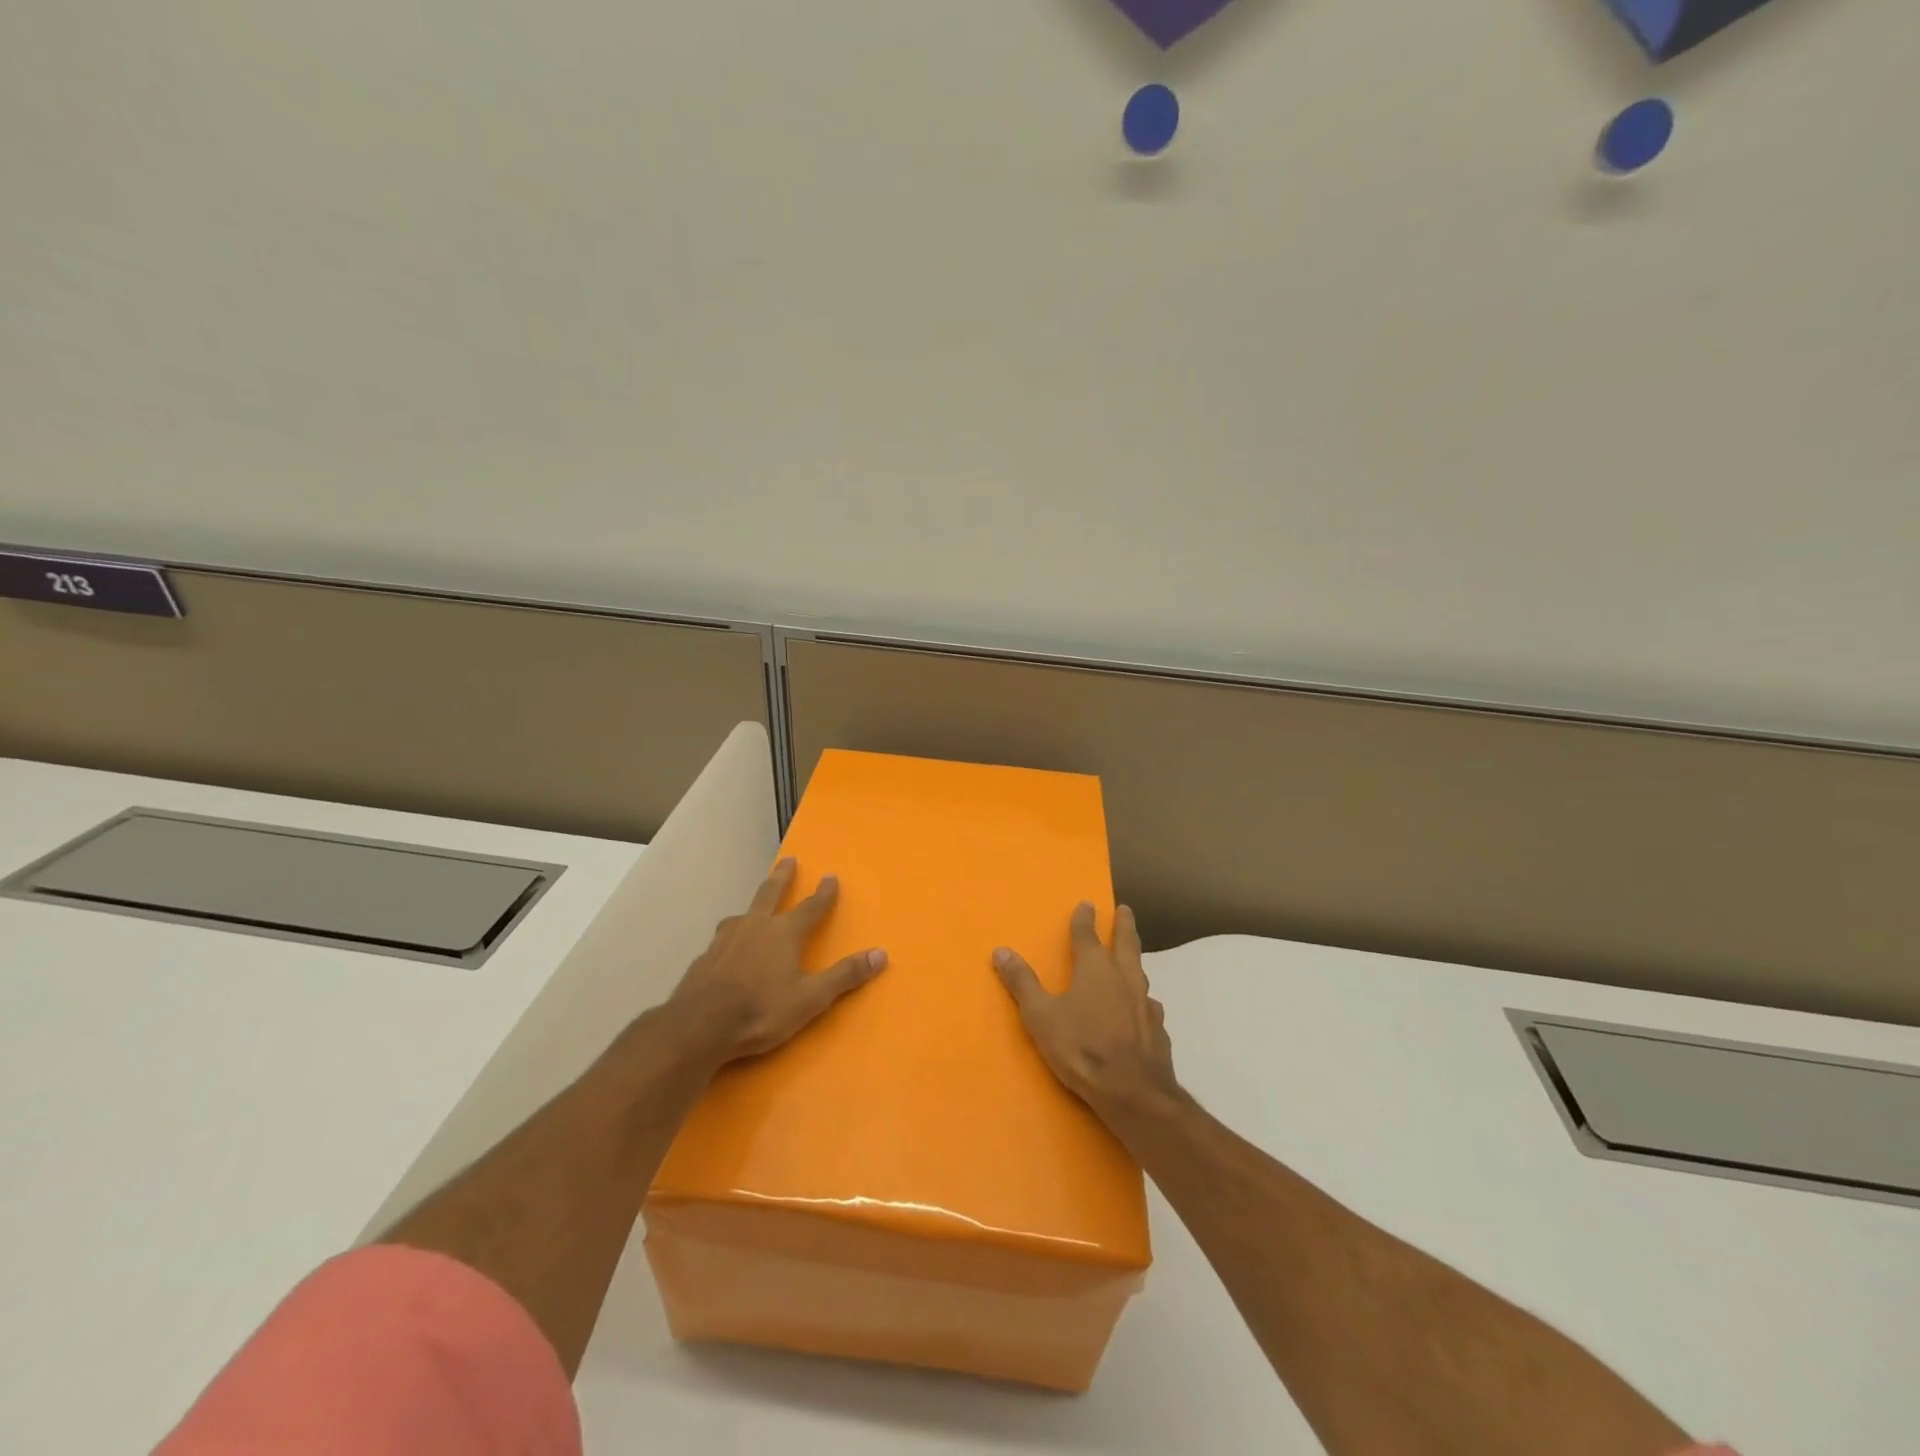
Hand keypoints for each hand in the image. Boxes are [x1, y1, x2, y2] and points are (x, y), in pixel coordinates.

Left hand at [668, 858, 887, 1064]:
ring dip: (752, 907)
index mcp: (784, 933)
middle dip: (782, 877)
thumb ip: (845, 975)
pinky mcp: (704, 958)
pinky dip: (731, 937)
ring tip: (752, 910)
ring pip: (742, 914)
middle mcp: (755, 927)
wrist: (699, 1026)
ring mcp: (725, 940)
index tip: (830, 876)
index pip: (811, 907)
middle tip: (788, 860)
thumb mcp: (811, 998)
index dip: (824, 893)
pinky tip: (727, 950)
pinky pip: (722, 939)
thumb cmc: (761, 1010)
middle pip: (770, 894)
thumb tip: (881, 953)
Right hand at [993, 903, 1179, 1120]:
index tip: (1087, 903)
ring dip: (1135, 960)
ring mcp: (1145, 1003)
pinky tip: (1143, 1008)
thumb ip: (1022, 983)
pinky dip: (1142, 1000)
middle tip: (1125, 909)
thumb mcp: (1041, 1016)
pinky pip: (1149, 1006)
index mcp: (1095, 969)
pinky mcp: (1158, 1029)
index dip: (1084, 919)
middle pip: (1126, 943)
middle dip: (1124, 925)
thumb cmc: (1082, 1048)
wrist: (1133, 1091)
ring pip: (1140, 972)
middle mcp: (1124, 978)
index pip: (1087, 935)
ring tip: (1133, 959)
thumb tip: (1001, 950)